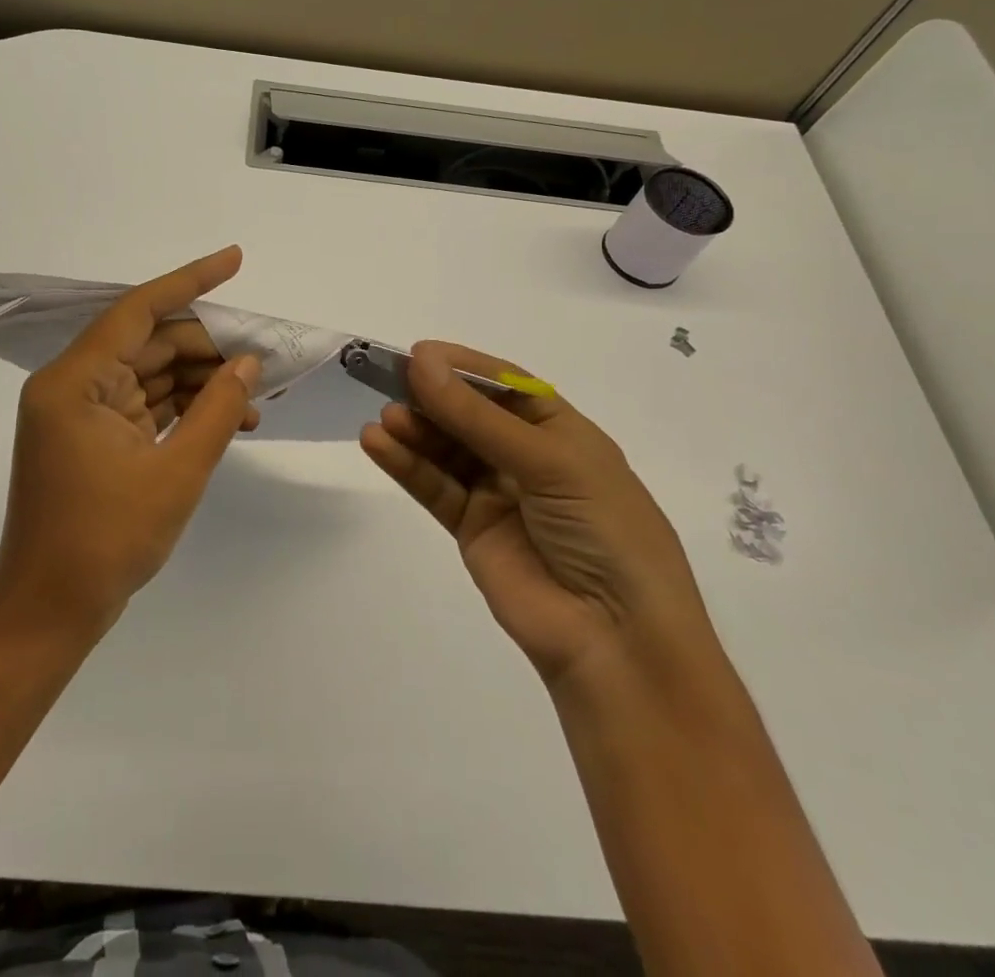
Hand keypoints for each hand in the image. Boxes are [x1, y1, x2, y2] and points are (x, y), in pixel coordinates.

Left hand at [0, 246, 261, 638]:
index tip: (234, 260)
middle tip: (264, 361)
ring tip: (256, 397)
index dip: (191, 281)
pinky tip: (230, 419)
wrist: (48, 615)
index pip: (139, 311)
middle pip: (150, 344)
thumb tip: (249, 364)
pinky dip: (184, 409)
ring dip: (202, 383)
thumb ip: (218, 411)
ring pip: (151, 374)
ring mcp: (80, 413)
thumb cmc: (106, 543)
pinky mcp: (91, 438)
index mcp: (74, 382)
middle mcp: (71, 386)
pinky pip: (145, 405)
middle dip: (209, 349)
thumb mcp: (176, 473)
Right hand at [361, 342, 711, 691]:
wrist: (616, 640)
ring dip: (415, 430)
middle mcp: (527, 456)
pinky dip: (406, 465)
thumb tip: (421, 362)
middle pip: (470, 414)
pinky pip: (434, 487)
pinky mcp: (471, 528)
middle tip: (387, 379)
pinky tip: (377, 444)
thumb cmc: (603, 530)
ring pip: (447, 449)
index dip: (463, 366)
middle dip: (432, 395)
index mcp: (561, 431)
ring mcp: (498, 493)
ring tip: (384, 419)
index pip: (505, 385)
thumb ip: (477, 417)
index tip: (419, 353)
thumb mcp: (549, 462)